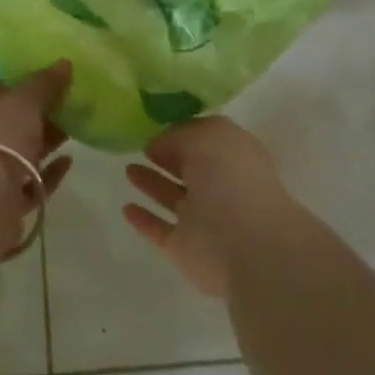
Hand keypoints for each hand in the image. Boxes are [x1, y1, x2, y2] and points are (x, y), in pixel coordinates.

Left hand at [0, 61, 74, 215]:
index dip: (26, 81)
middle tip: (72, 104)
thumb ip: (44, 83)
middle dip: (41, 112)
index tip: (56, 79)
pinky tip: (68, 162)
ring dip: (46, 140)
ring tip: (76, 130)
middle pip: (12, 121)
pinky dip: (48, 173)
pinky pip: (30, 183)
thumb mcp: (23, 101)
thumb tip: (64, 63)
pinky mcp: (2, 203)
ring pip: (21, 152)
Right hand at [123, 116, 293, 297]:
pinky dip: (143, 220)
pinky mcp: (184, 248)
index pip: (205, 140)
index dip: (181, 132)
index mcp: (233, 157)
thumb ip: (178, 135)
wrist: (248, 246)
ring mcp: (202, 219)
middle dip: (166, 157)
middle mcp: (219, 187)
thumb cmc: (232, 179)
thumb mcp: (206, 136)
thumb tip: (157, 146)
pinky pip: (158, 230)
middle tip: (140, 147)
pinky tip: (126, 208)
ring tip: (128, 169)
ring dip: (151, 184)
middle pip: (188, 169)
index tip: (155, 127)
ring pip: (172, 197)